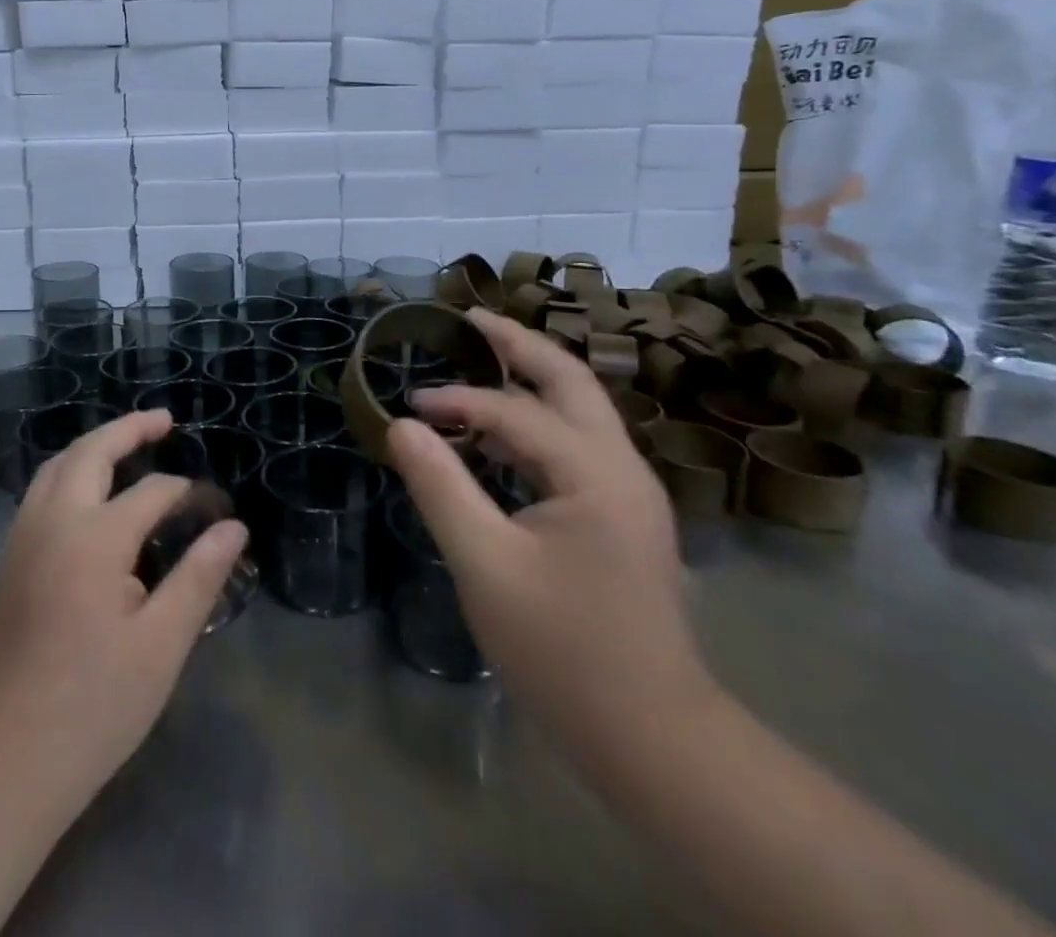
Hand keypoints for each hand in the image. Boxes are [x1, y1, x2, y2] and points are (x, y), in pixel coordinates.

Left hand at [0, 409, 247, 799]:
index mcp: (95, 537)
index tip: (218, 509)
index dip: (189, 494)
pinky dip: (69, 471)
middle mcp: (53, 521)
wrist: (2, 759)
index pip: (153, 493)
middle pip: (90, 453)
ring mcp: (23, 538)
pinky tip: (88, 493)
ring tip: (127, 444)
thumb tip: (233, 527)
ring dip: (93, 446)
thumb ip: (199, 577)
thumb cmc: (93, 705)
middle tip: (164, 420)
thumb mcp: (162, 645)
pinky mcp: (8, 560)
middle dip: (128, 429)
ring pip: (56, 466)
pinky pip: (41, 491)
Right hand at [388, 309, 712, 751]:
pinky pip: (575, 445)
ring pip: (578, 410)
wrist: (653, 738)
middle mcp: (621, 467)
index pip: (515, 411)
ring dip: (530, 378)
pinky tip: (498, 434)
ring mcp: (628, 491)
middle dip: (518, 344)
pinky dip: (535, 422)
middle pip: (569, 380)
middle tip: (469, 318)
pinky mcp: (622, 515)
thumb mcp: (485, 566)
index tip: (409, 405)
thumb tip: (402, 425)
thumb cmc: (563, 651)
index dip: (457, 400)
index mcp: (595, 472)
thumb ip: (440, 487)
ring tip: (479, 358)